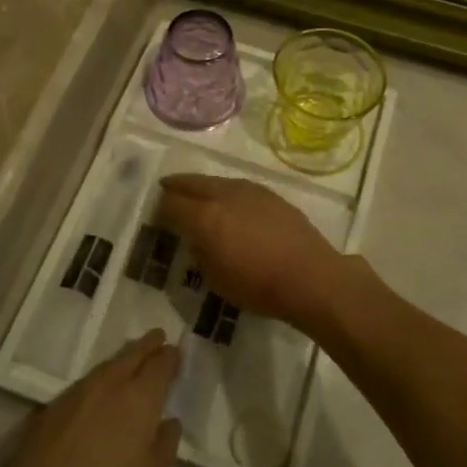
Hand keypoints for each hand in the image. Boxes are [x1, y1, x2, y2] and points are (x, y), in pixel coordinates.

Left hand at [0, 332, 179, 466]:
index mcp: (140, 397)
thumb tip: (168, 422)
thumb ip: (165, 445)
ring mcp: (77, 392)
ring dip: (123, 359)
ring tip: (130, 360)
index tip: (175, 352)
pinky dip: (99, 378)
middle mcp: (110, 384)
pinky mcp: (52, 406)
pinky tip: (99, 391)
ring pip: (107, 366)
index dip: (170, 356)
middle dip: (147, 345)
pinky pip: (85, 382)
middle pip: (132, 355)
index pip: (160, 364)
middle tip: (157, 337)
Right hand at [158, 174, 356, 331]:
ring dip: (202, 186)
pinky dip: (225, 191)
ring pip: (216, 181)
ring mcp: (250, 191)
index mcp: (205, 216)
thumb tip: (196, 238)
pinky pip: (237, 186)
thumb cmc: (258, 285)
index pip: (172, 203)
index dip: (160, 208)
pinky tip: (227, 201)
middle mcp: (224, 195)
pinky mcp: (270, 195)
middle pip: (192, 183)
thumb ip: (200, 252)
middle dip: (176, 186)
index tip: (155, 214)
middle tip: (166, 190)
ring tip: (195, 194)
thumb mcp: (216, 279)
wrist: (310, 276)